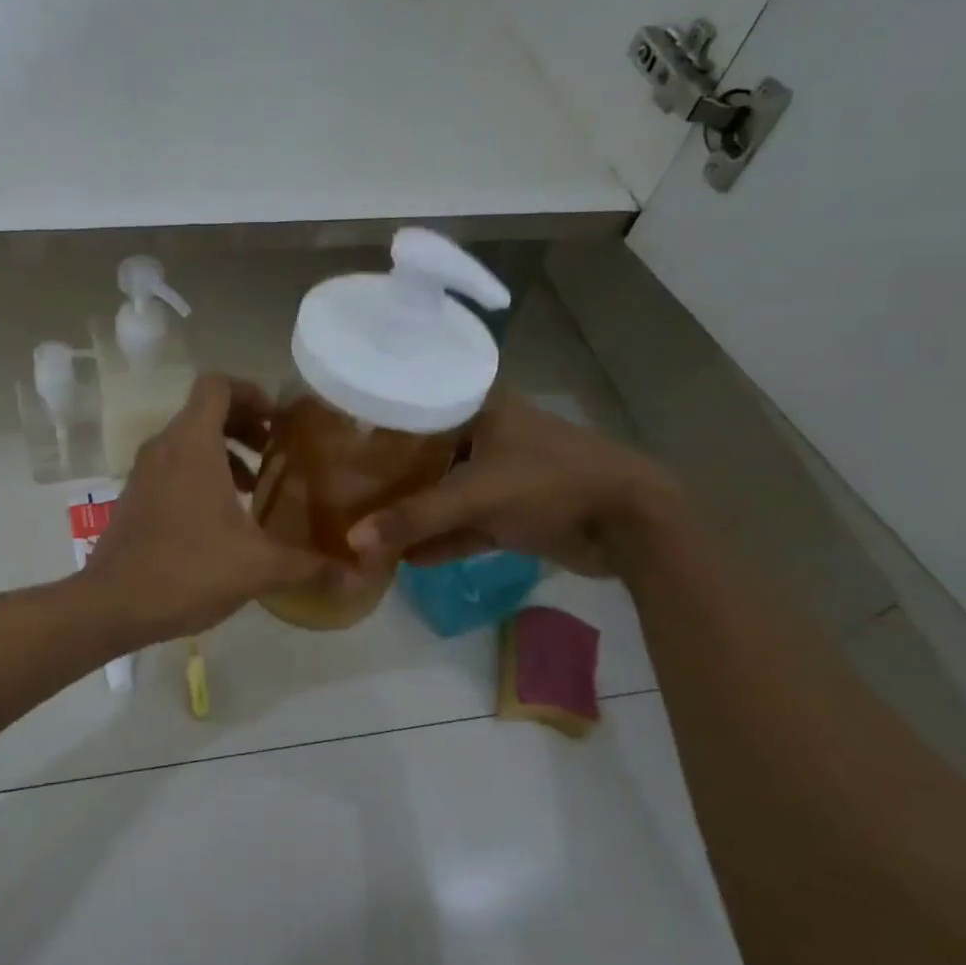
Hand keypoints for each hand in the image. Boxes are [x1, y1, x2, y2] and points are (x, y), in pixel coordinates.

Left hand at [82, 374, 347, 645]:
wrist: (112, 604)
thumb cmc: (187, 570)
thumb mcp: (258, 568)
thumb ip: (310, 566)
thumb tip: (356, 574)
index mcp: (192, 444)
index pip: (217, 385)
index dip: (251, 392)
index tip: (279, 422)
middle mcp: (164, 446)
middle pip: (205, 409)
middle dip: (244, 424)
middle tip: (275, 451)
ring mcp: (144, 471)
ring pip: (188, 439)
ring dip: (224, 451)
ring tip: (255, 486)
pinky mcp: (135, 495)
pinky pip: (173, 465)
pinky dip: (201, 472)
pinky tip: (224, 517)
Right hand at [348, 389, 681, 576]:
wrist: (629, 523)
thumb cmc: (550, 483)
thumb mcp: (477, 496)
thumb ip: (415, 519)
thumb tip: (353, 543)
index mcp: (480, 407)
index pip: (415, 404)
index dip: (377, 421)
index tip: (336, 437)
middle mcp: (486, 434)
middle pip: (425, 453)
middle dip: (389, 476)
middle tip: (341, 487)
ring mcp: (500, 474)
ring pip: (444, 492)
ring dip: (414, 513)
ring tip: (366, 528)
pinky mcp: (511, 511)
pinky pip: (465, 523)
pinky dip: (442, 539)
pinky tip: (406, 559)